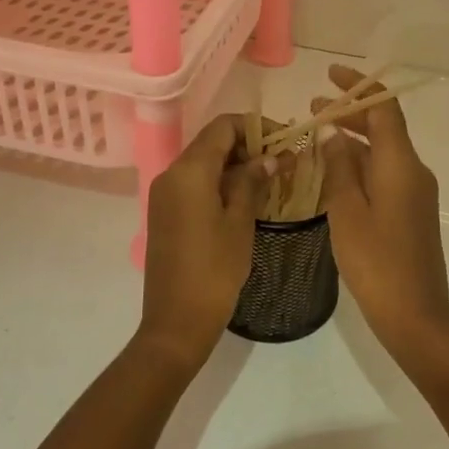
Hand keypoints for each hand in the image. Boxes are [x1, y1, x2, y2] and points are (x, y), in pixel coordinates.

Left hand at [140, 114, 271, 366]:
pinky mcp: (165, 213)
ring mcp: (164, 194)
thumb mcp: (240, 222)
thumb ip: (252, 181)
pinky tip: (246, 199)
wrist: (176, 321)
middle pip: (212, 142)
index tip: (284, 141)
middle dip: (248, 146)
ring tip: (270, 180)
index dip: (255, 127)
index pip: (223, 126)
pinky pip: (194, 183)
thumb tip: (269, 157)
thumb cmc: (214, 269)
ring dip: (235, 164)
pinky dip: (220, 182)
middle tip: (282, 162)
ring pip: (204, 163)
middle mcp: (171, 174)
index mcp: (189, 170)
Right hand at [317, 65, 448, 359]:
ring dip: (354, 139)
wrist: (416, 315)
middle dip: (352, 112)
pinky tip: (335, 174)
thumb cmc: (376, 262)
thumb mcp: (347, 211)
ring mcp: (416, 193)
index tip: (330, 76)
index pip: (384, 107)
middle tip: (313, 110)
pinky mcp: (412, 212)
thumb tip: (333, 131)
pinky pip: (386, 173)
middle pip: (385, 127)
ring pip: (384, 152)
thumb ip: (339, 166)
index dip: (359, 87)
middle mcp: (414, 170)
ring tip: (317, 138)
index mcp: (400, 164)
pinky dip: (361, 164)